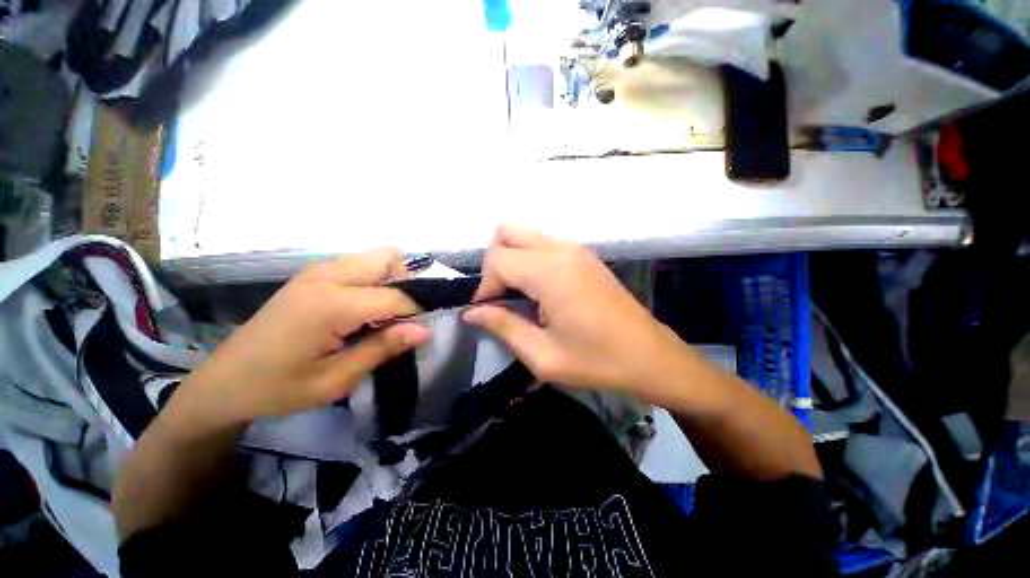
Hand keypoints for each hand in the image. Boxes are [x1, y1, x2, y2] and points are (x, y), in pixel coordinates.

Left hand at [175, 249, 429, 427]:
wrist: (224, 382)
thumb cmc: (279, 388)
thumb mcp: (336, 379)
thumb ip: (383, 348)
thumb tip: (425, 330)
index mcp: (331, 304)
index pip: (396, 295)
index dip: (416, 312)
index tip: (421, 331)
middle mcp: (327, 276)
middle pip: (389, 258)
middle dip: (406, 284)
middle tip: (400, 318)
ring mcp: (317, 271)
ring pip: (375, 257)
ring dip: (390, 280)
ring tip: (382, 315)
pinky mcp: (313, 274)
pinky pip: (359, 264)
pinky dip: (373, 280)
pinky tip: (362, 310)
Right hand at [464, 225, 677, 393]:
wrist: (650, 357)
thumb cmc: (597, 361)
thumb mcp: (543, 355)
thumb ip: (502, 326)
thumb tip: (471, 312)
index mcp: (551, 272)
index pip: (498, 260)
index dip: (484, 287)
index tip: (487, 313)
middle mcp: (561, 250)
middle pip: (507, 233)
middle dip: (494, 263)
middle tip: (500, 298)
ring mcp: (575, 249)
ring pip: (525, 235)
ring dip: (511, 260)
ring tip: (517, 296)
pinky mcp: (584, 256)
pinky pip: (543, 245)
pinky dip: (529, 260)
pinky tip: (538, 291)